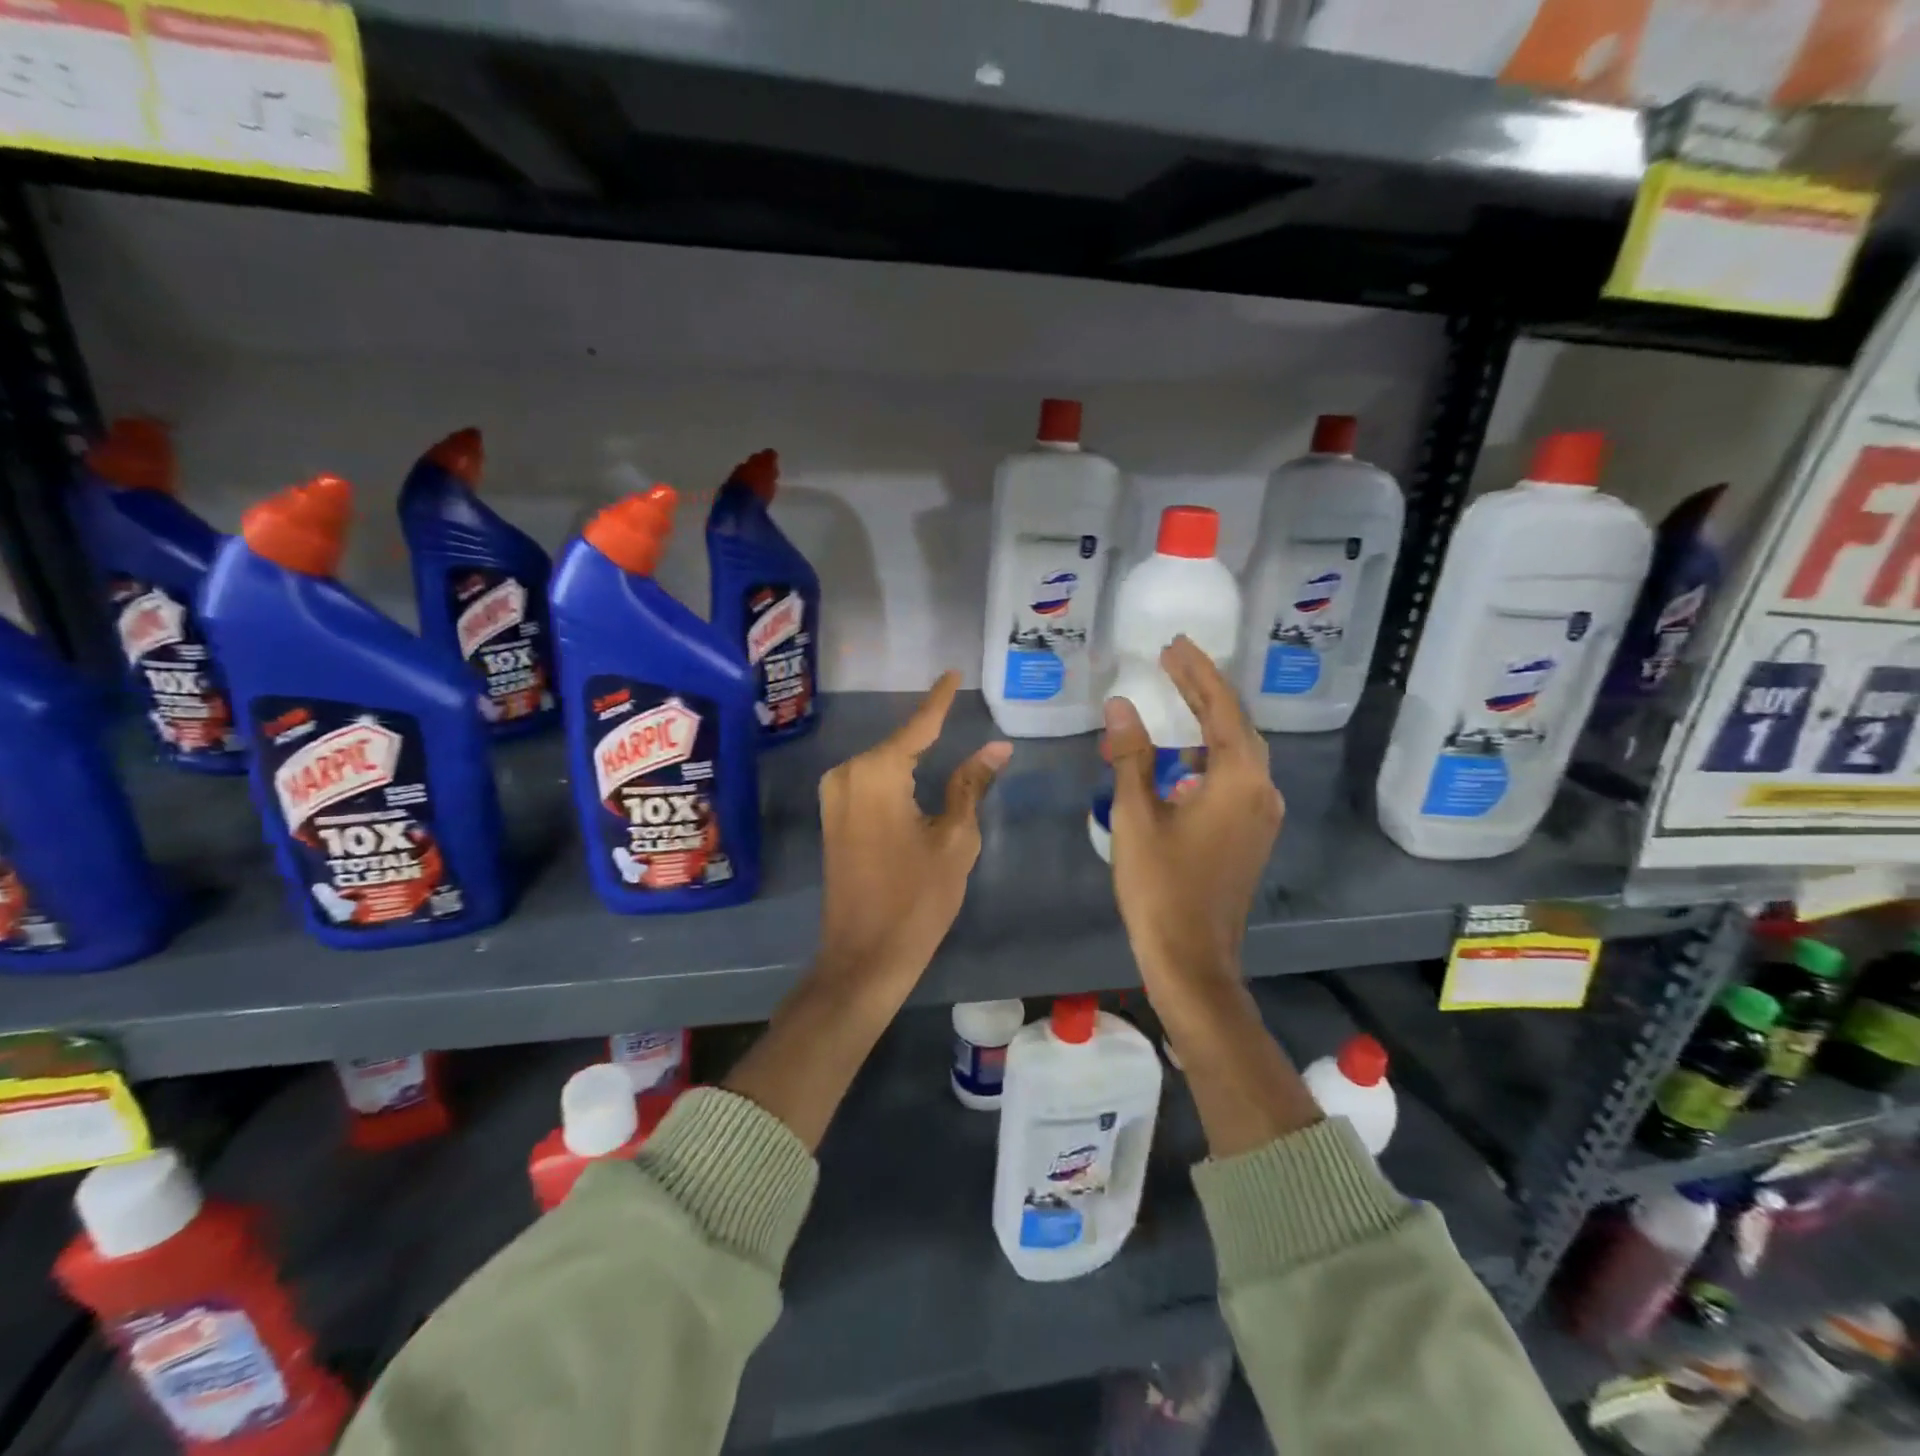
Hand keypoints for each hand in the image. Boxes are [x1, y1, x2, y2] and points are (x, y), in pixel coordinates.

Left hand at [816, 671, 1011, 1001]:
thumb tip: (997, 746)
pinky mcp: (832, 817)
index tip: (952, 672)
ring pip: (883, 763)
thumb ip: (971, 784)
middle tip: (959, 710)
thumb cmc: (917, 898)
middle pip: (899, 744)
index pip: (918, 725)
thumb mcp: (955, 838)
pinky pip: (870, 783)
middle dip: (929, 732)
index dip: (939, 699)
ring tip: (947, 739)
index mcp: (876, 773)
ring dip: (913, 756)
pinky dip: (896, 777)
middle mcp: (847, 774)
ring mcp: (834, 797)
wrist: (864, 956)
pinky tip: (919, 777)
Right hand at [1104, 637, 1282, 987]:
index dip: (1197, 672)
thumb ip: (1131, 756)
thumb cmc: (1160, 886)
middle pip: (1236, 725)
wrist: (1191, 958)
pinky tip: (1181, 758)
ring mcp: (1261, 815)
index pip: (1220, 709)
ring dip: (1207, 723)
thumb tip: (1120, 705)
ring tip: (1175, 698)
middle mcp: (1261, 790)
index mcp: (1239, 780)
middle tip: (1172, 661)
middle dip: (1203, 690)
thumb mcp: (1136, 816)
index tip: (1173, 644)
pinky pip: (1235, 777)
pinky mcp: (1251, 834)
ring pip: (1238, 752)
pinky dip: (1209, 755)